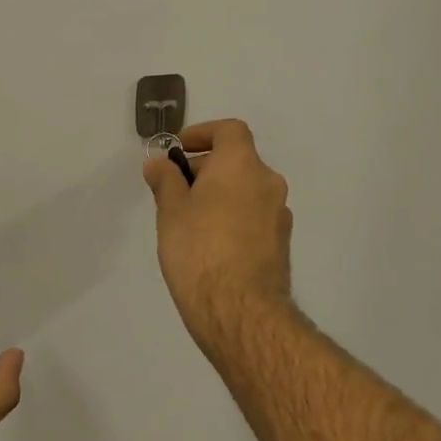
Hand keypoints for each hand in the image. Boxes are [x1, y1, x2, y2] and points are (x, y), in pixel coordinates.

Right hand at [141, 119, 293, 346]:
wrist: (240, 310)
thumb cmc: (199, 249)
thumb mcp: (171, 210)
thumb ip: (166, 180)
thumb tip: (159, 163)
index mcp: (242, 164)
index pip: (229, 130)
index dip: (203, 133)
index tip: (178, 150)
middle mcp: (268, 182)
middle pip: (237, 161)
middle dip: (205, 169)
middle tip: (174, 191)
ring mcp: (279, 214)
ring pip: (246, 190)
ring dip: (220, 195)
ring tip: (188, 221)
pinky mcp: (281, 244)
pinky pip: (253, 216)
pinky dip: (233, 218)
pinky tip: (210, 245)